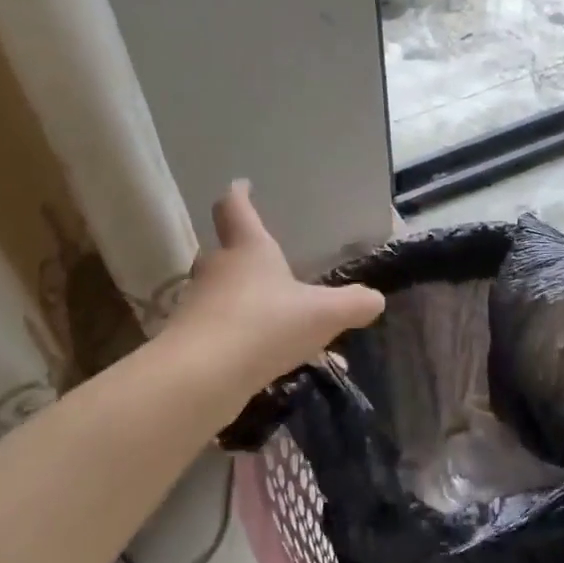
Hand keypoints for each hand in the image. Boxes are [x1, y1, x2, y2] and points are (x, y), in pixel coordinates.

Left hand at [170, 181, 384, 386]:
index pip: (235, 207)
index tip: (242, 186)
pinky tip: (264, 360)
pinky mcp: (188, 340)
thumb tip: (374, 299)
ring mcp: (198, 305)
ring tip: (276, 321)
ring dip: (245, 302)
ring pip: (222, 293)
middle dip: (244, 256)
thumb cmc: (264, 325)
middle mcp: (217, 269)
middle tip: (269, 266)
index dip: (239, 194)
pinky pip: (219, 330)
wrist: (200, 377)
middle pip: (225, 251)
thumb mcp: (324, 314)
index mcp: (247, 248)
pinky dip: (239, 338)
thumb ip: (353, 304)